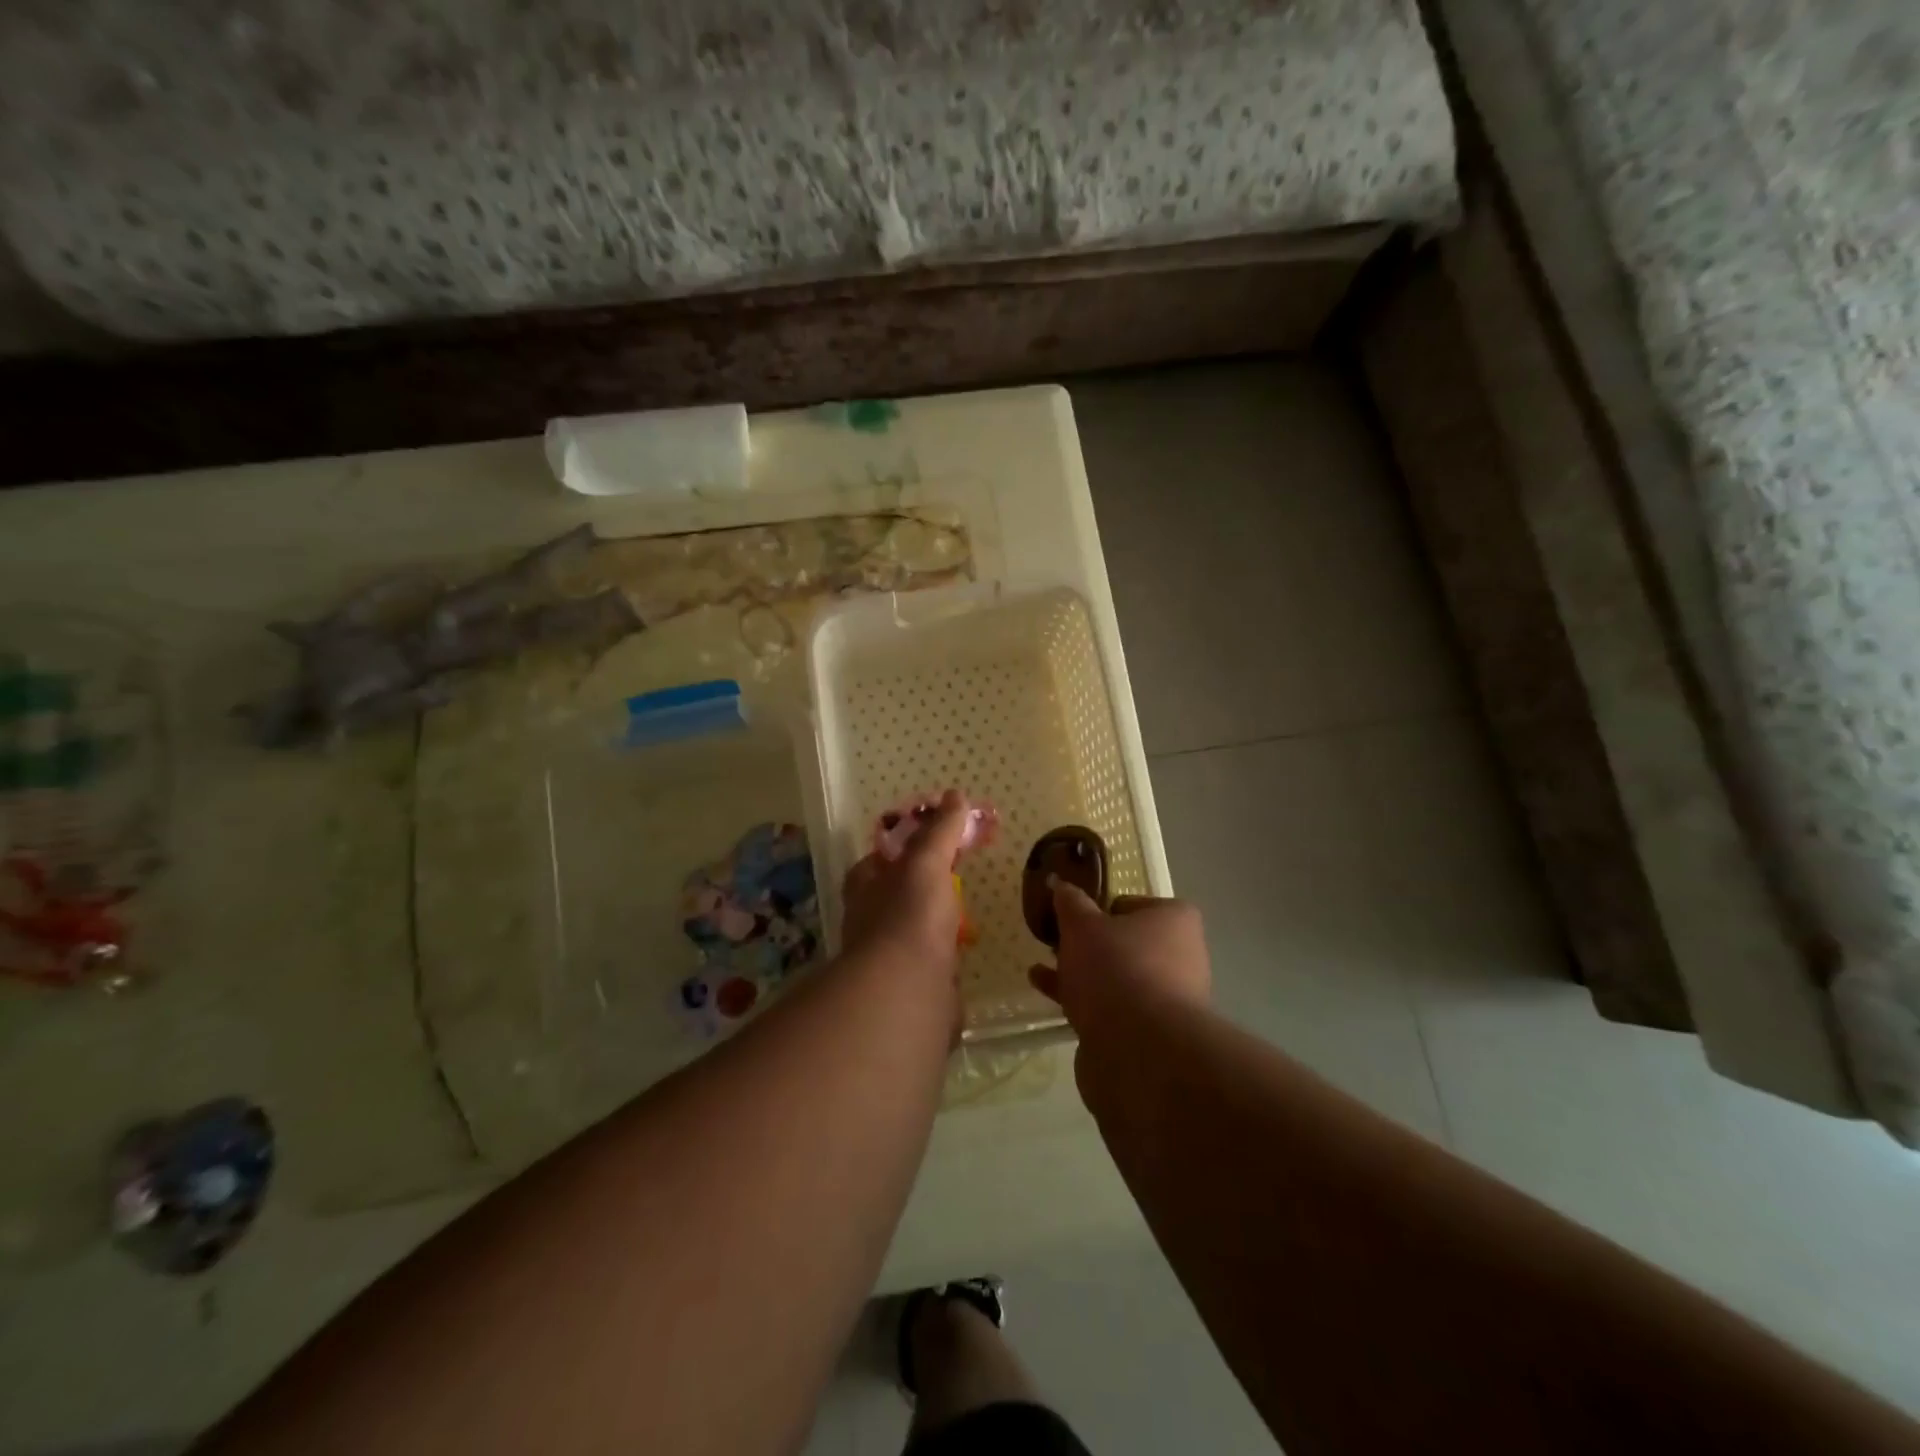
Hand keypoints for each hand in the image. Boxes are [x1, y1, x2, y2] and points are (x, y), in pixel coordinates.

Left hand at [840, 790, 973, 974]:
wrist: (908, 990)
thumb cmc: (910, 915)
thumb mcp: (926, 862)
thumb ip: (940, 831)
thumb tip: (954, 796)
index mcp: (865, 888)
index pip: (876, 861)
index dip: (899, 849)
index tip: (930, 840)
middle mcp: (870, 922)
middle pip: (894, 896)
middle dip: (919, 888)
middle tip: (953, 876)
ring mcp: (889, 958)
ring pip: (911, 932)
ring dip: (931, 926)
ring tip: (964, 916)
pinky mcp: (912, 987)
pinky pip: (930, 966)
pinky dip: (945, 960)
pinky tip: (965, 956)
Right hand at [1029, 882, 1210, 1034]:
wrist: (1140, 1050)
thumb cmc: (1116, 969)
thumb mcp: (1082, 926)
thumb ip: (1070, 902)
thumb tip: (1059, 882)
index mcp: (1174, 921)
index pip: (1131, 904)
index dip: (1099, 909)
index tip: (1071, 918)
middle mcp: (1181, 956)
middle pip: (1125, 943)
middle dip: (1089, 945)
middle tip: (1055, 943)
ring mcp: (1169, 999)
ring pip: (1116, 977)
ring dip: (1081, 973)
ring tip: (1043, 969)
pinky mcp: (1151, 1034)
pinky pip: (1112, 1008)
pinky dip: (1083, 1000)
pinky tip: (1048, 995)